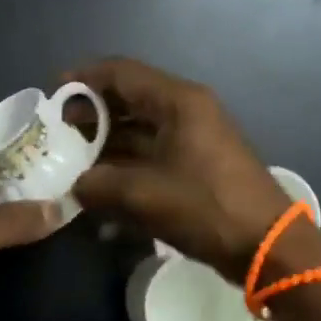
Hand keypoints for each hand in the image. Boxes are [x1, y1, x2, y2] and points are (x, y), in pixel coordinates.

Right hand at [68, 57, 295, 280]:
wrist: (267, 247)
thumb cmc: (206, 208)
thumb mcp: (143, 195)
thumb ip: (98, 185)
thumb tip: (75, 185)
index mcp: (178, 102)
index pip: (122, 73)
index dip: (84, 78)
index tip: (53, 93)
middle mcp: (186, 111)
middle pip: (129, 100)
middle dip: (92, 114)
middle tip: (59, 132)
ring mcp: (194, 139)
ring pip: (139, 130)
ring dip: (106, 144)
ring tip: (72, 161)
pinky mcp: (197, 165)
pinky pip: (152, 155)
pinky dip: (126, 166)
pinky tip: (101, 189)